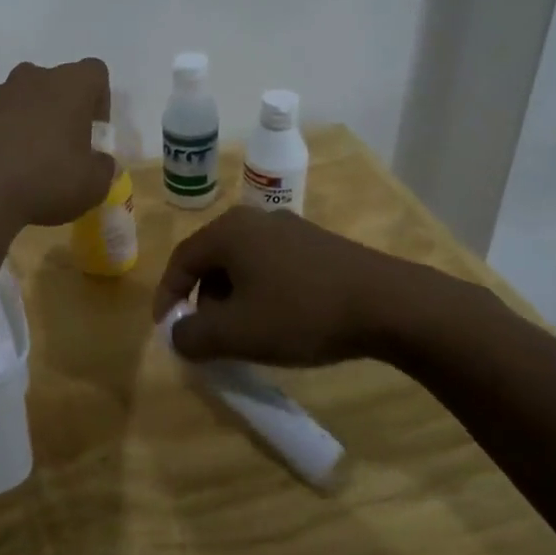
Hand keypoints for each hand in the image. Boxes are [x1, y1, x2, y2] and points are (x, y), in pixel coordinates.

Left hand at [0, 59, 114, 227]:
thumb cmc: (45, 181)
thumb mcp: (93, 186)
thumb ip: (103, 168)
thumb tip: (100, 162)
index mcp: (68, 86)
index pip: (94, 72)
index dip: (98, 99)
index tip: (92, 132)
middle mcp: (30, 79)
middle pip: (52, 82)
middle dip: (58, 109)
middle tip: (60, 147)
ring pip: (17, 99)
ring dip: (25, 121)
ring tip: (24, 161)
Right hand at [152, 206, 490, 368]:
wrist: (389, 304)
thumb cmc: (301, 313)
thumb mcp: (237, 333)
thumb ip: (193, 336)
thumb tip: (177, 334)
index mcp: (229, 232)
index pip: (181, 261)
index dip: (167, 296)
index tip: (166, 329)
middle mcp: (255, 219)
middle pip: (212, 260)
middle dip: (203, 300)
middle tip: (207, 335)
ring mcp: (290, 228)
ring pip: (243, 264)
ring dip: (233, 298)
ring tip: (245, 333)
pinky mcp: (318, 243)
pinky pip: (272, 265)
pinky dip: (262, 292)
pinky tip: (281, 320)